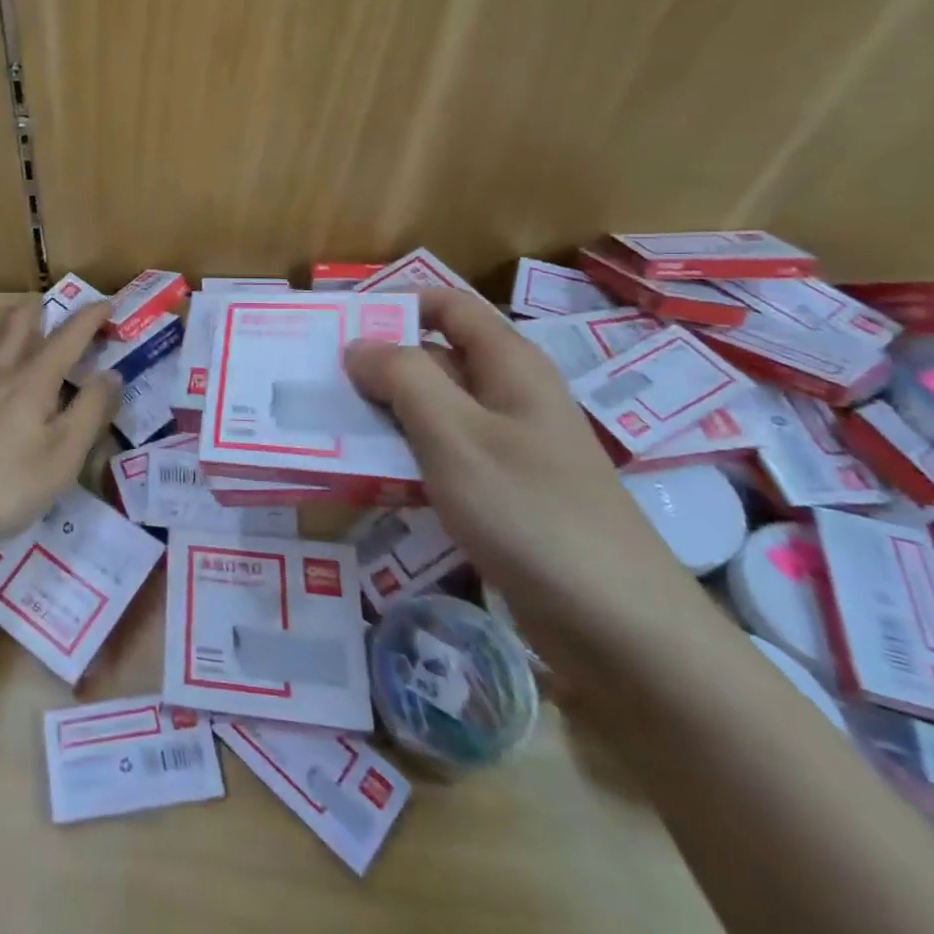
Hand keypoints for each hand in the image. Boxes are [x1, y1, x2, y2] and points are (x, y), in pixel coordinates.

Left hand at [0, 300, 117, 562]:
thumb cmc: (4, 486)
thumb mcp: (63, 458)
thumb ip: (90, 412)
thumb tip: (111, 374)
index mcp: (32, 381)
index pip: (68, 337)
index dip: (90, 317)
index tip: (107, 303)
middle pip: (20, 322)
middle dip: (44, 307)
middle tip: (59, 306)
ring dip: (10, 315)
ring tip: (20, 313)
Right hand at [343, 289, 705, 673]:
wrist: (618, 628)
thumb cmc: (531, 511)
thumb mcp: (455, 434)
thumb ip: (401, 378)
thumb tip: (357, 345)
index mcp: (507, 365)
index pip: (446, 306)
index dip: (394, 305)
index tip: (338, 327)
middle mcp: (506, 396)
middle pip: (431, 360)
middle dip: (374, 369)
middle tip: (315, 386)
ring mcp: (503, 447)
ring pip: (429, 413)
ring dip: (381, 418)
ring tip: (324, 431)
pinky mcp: (497, 492)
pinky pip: (438, 459)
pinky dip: (401, 461)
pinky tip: (364, 481)